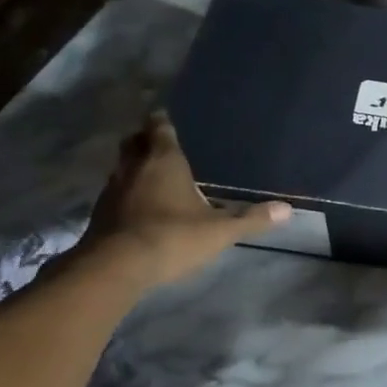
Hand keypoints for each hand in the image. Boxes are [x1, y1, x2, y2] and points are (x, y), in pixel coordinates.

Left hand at [79, 112, 289, 291]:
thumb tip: (287, 210)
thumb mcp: (219, 231)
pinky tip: (139, 206)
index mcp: (164, 161)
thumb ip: (251, 219)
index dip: (163, 122)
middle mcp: (134, 168)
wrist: (115, 268)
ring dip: (134, 167)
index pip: (160, 128)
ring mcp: (112, 190)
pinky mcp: (99, 214)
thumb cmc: (172, 237)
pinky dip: (126, 193)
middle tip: (159, 142)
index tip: (167, 117)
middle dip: (145, 139)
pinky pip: (115, 192)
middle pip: (135, 142)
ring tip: (151, 174)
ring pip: (122, 167)